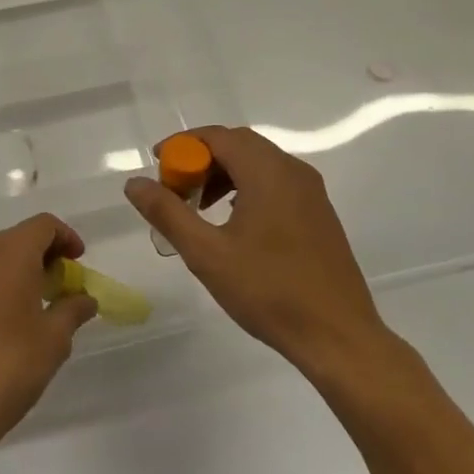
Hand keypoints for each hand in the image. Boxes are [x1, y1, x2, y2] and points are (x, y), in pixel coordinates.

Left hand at [0, 214, 98, 454]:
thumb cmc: (7, 366)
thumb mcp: (53, 340)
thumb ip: (71, 310)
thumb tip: (85, 298)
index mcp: (10, 249)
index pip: (43, 226)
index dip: (65, 238)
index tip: (76, 260)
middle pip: (12, 235)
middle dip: (35, 252)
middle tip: (50, 282)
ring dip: (4, 263)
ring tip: (21, 298)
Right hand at [124, 126, 406, 385]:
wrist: (338, 337)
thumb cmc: (269, 292)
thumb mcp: (207, 254)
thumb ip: (167, 212)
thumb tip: (134, 183)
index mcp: (268, 172)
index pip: (218, 136)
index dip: (183, 145)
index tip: (158, 167)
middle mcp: (293, 170)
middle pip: (239, 144)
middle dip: (202, 159)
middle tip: (176, 189)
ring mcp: (311, 192)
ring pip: (258, 163)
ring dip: (224, 174)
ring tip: (199, 209)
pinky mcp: (319, 213)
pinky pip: (276, 182)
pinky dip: (247, 187)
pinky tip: (233, 223)